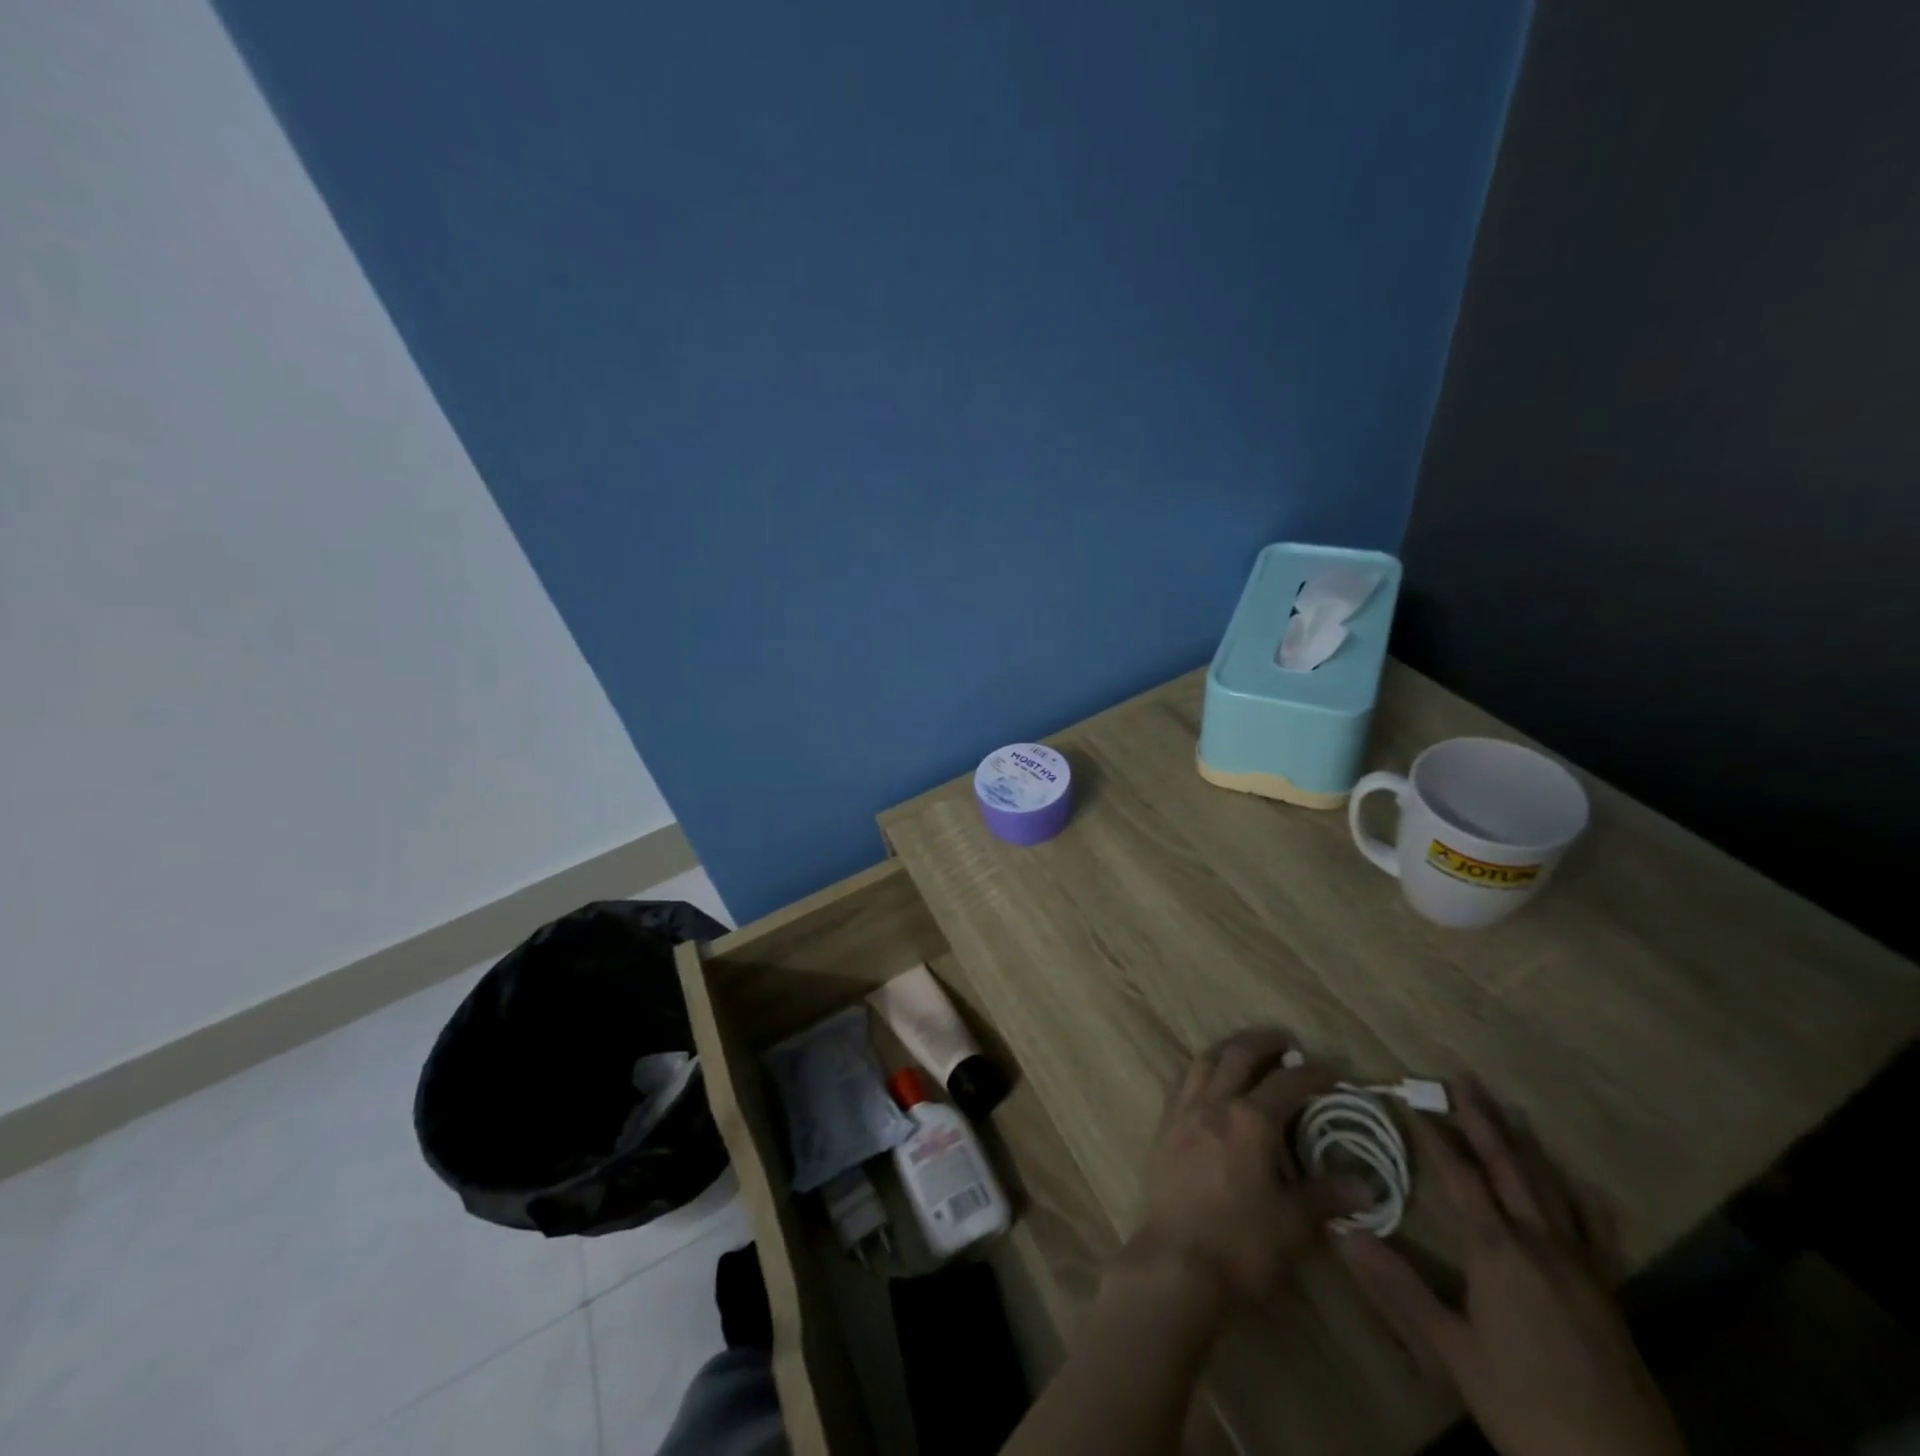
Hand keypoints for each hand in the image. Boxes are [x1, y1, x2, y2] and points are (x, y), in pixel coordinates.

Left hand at [1119, 1031, 1368, 1314]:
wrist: (1177, 1261)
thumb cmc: (1242, 1244)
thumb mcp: (1294, 1224)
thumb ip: (1326, 1196)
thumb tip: (1366, 1186)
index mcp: (1251, 1120)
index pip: (1287, 1083)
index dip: (1312, 1074)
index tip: (1331, 1072)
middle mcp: (1215, 1103)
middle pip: (1238, 1056)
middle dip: (1264, 1043)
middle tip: (1284, 1041)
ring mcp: (1184, 1111)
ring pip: (1204, 1061)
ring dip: (1226, 1048)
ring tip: (1243, 1049)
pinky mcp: (1163, 1127)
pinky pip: (1182, 1082)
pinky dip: (1200, 1070)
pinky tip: (1206, 1080)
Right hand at [1337, 1080, 1685, 1455]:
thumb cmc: (1526, 1406)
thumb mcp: (1453, 1352)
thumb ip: (1398, 1287)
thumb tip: (1340, 1230)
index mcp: (1498, 1250)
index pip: (1459, 1175)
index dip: (1432, 1134)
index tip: (1408, 1097)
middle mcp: (1541, 1243)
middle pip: (1508, 1166)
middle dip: (1482, 1120)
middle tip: (1462, 1079)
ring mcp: (1581, 1266)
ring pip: (1550, 1188)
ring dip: (1523, 1145)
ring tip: (1508, 1111)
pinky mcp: (1608, 1292)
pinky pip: (1591, 1228)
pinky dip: (1575, 1196)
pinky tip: (1576, 1186)